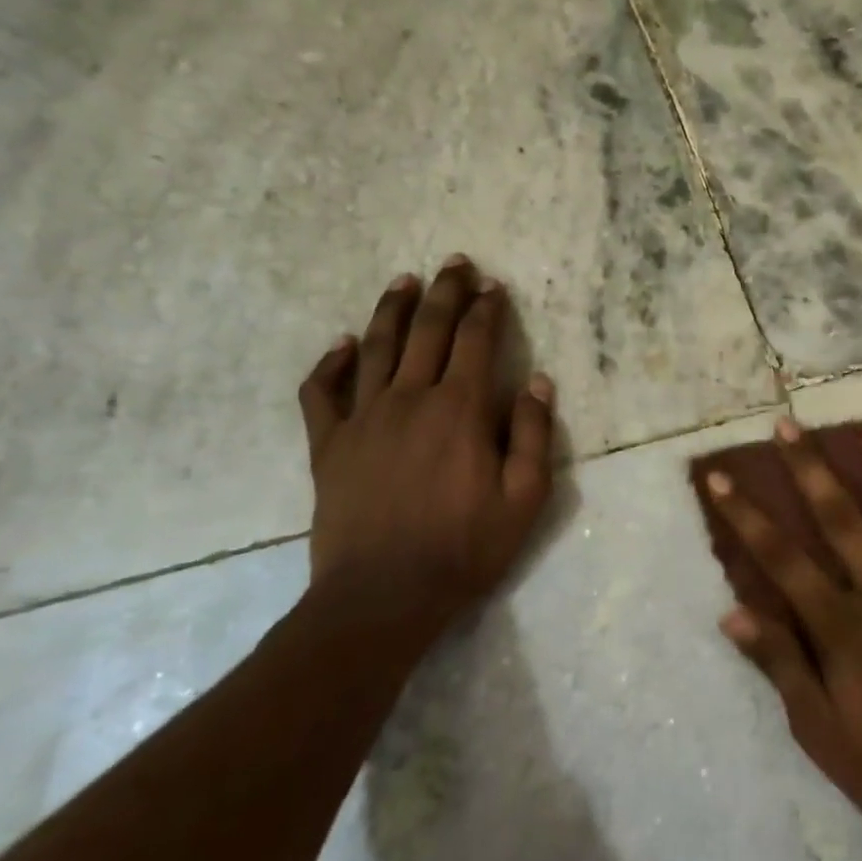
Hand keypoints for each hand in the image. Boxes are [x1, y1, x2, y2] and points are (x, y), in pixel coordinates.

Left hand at [298, 257, 554, 641]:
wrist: (382, 596)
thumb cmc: (464, 548)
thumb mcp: (524, 499)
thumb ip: (534, 436)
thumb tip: (538, 382)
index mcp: (459, 410)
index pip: (476, 342)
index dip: (487, 309)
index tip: (494, 286)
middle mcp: (409, 399)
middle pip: (427, 330)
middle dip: (444, 292)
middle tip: (454, 263)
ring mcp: (363, 419)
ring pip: (376, 348)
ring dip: (392, 310)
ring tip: (404, 281)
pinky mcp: (329, 445)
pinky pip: (323, 392)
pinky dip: (332, 363)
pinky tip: (343, 344)